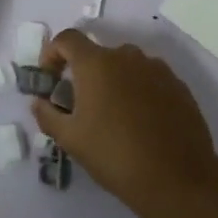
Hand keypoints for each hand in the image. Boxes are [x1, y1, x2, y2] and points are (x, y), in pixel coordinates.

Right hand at [31, 30, 217, 216]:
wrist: (177, 178)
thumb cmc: (115, 155)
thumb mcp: (71, 139)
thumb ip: (48, 115)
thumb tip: (39, 101)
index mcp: (97, 64)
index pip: (67, 39)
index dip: (52, 53)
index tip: (50, 79)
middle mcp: (128, 57)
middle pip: (98, 54)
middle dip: (84, 73)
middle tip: (81, 105)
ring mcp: (157, 69)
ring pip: (126, 66)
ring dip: (113, 81)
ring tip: (113, 115)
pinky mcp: (178, 85)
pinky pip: (149, 79)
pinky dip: (138, 91)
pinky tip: (140, 121)